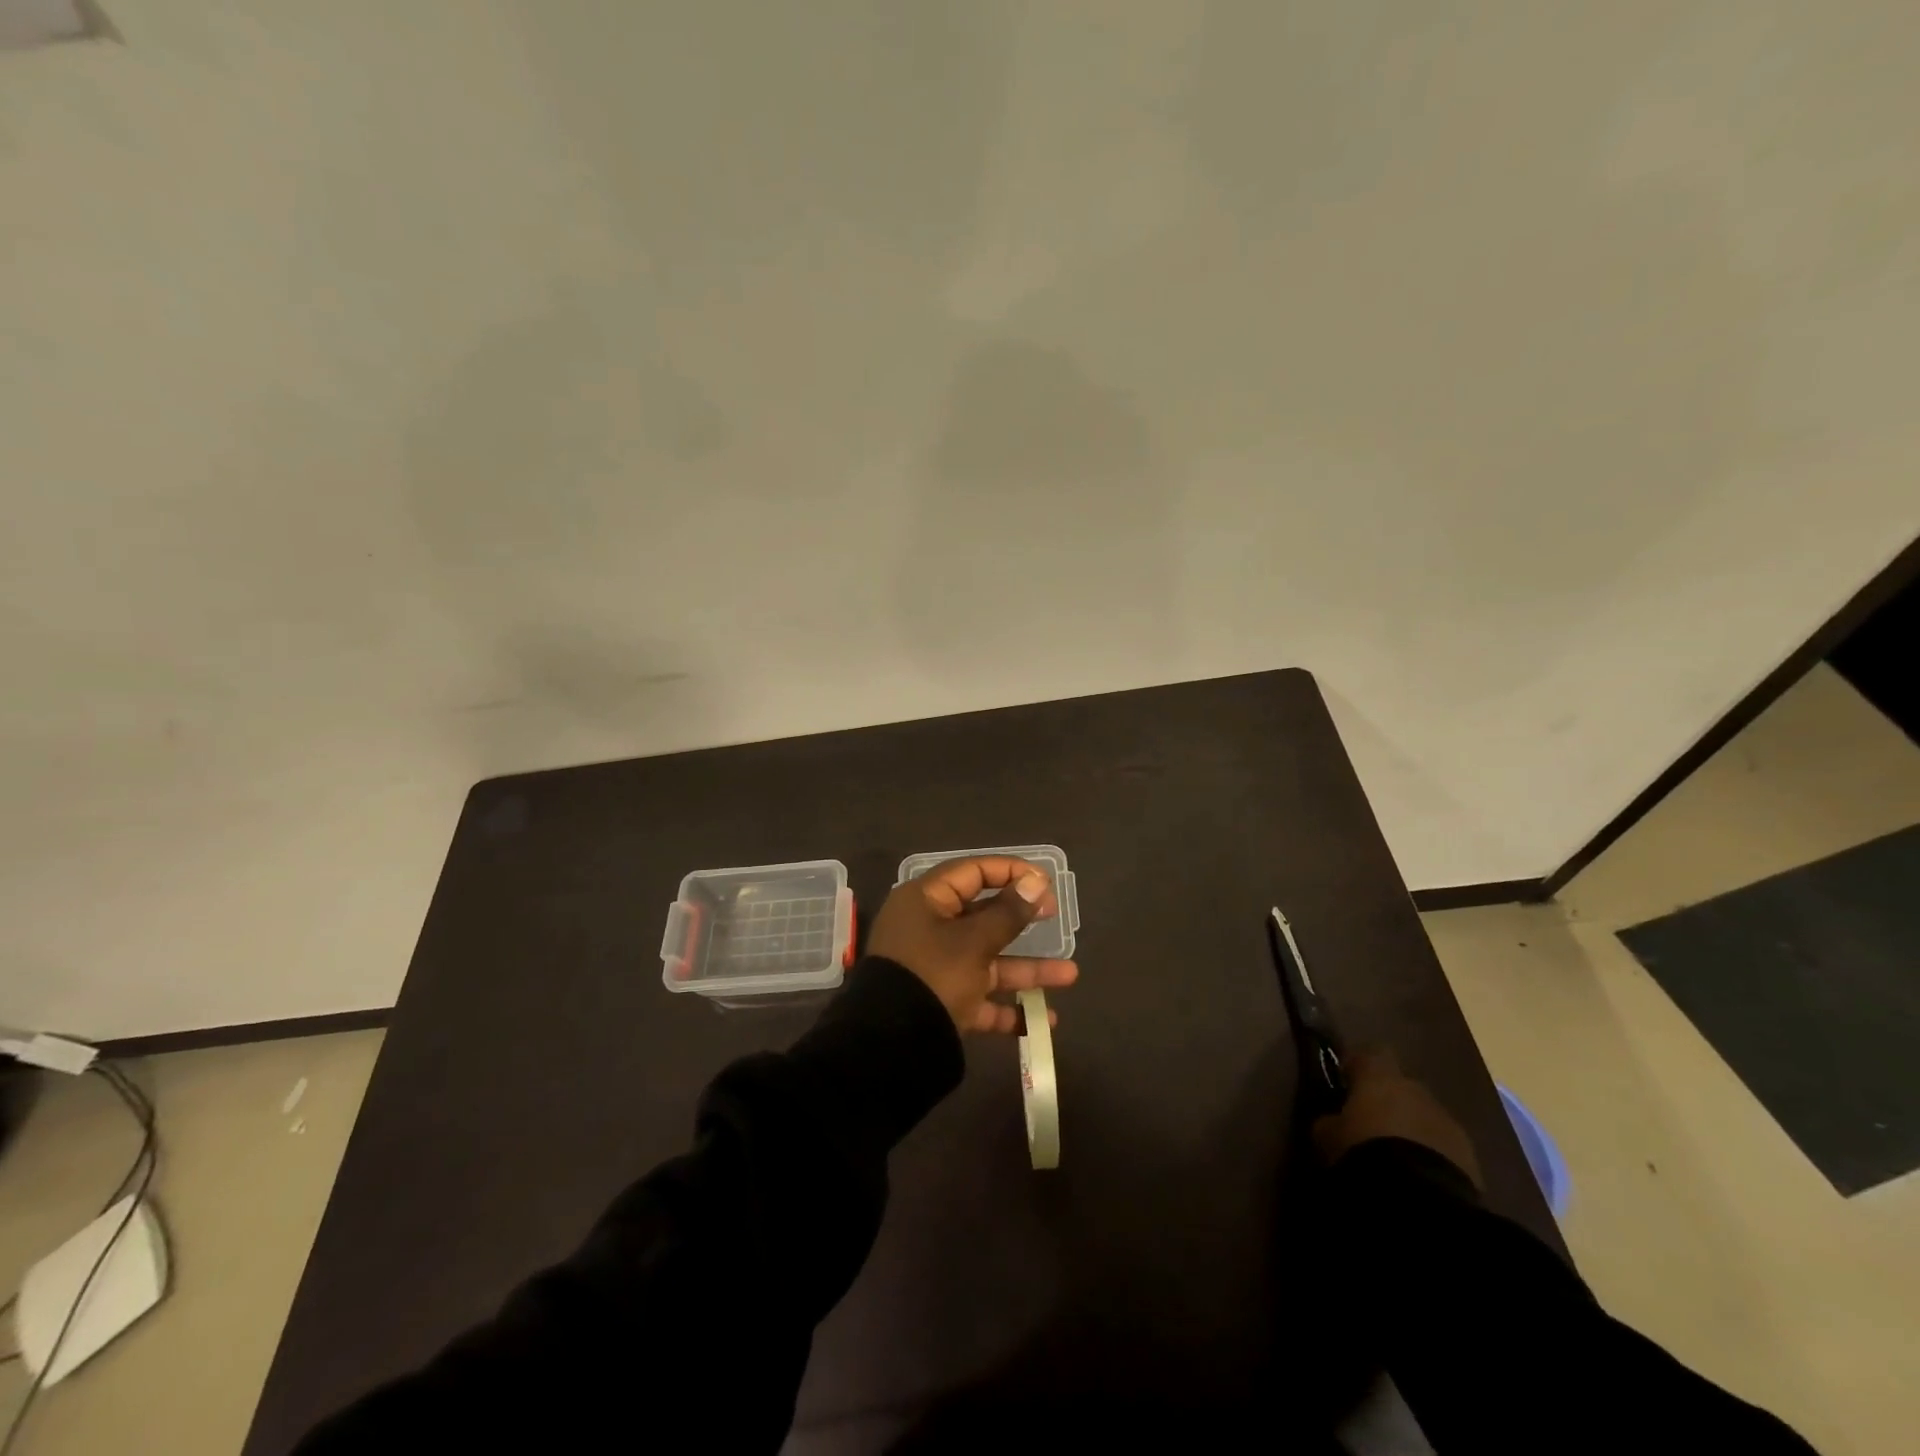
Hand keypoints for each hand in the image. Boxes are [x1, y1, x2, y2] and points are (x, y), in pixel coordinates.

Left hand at [866, 856, 1078, 1033]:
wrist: (891, 1047)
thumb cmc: (934, 975)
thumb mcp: (974, 942)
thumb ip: (1008, 913)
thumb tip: (1035, 880)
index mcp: (926, 901)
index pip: (973, 872)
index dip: (1010, 872)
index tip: (1045, 882)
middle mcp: (929, 929)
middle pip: (983, 917)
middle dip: (1023, 922)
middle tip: (1056, 918)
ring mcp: (936, 967)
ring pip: (988, 960)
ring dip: (1027, 969)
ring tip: (1071, 975)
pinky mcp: (942, 1003)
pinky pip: (980, 998)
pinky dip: (1008, 1008)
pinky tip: (1043, 1021)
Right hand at [1311, 1049, 1482, 1187]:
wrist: (1419, 1198)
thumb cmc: (1363, 1151)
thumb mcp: (1327, 1135)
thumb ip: (1330, 1120)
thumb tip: (1331, 1119)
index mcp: (1380, 1076)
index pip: (1370, 1053)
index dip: (1359, 1067)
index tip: (1347, 1084)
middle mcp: (1416, 1089)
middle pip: (1401, 1087)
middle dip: (1389, 1102)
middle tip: (1371, 1127)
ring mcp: (1447, 1121)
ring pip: (1424, 1116)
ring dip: (1412, 1129)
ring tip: (1397, 1159)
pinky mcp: (1470, 1155)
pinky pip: (1444, 1146)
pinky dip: (1432, 1155)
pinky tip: (1418, 1178)